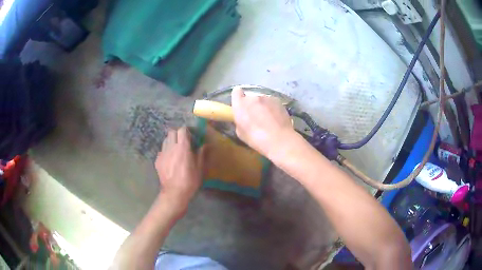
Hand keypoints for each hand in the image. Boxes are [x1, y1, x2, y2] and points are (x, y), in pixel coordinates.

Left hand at [155, 127, 205, 211]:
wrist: (174, 193)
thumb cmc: (189, 181)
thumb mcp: (199, 168)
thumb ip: (201, 154)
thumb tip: (205, 145)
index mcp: (182, 147)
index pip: (182, 130)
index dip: (187, 131)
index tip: (191, 137)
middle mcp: (171, 147)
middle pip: (171, 132)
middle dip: (177, 134)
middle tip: (183, 142)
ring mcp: (162, 153)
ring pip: (165, 140)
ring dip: (171, 142)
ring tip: (176, 150)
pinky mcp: (157, 160)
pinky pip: (161, 151)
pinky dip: (166, 152)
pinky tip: (170, 160)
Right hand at [231, 86, 296, 157]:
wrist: (279, 139)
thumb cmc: (256, 139)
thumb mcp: (240, 133)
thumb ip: (240, 120)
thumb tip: (244, 118)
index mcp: (240, 104)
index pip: (236, 92)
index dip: (238, 97)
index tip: (241, 104)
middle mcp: (252, 97)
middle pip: (250, 98)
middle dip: (252, 105)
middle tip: (256, 117)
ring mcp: (267, 97)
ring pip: (262, 100)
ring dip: (263, 106)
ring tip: (268, 119)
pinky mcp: (278, 100)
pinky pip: (272, 102)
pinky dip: (272, 108)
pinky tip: (276, 119)